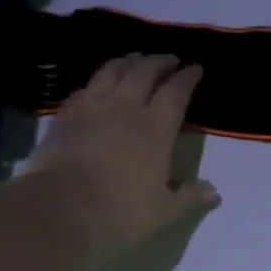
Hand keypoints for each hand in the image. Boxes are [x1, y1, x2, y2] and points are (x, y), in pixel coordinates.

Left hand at [23, 53, 219, 258]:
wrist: (57, 210)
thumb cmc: (118, 212)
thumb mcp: (162, 211)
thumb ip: (189, 198)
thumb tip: (214, 192)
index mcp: (156, 128)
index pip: (176, 92)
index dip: (188, 77)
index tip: (195, 68)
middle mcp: (126, 108)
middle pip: (145, 71)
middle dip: (160, 61)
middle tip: (169, 59)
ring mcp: (92, 108)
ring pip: (112, 71)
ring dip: (128, 61)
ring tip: (136, 58)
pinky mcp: (65, 115)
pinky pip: (85, 88)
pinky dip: (97, 80)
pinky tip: (97, 84)